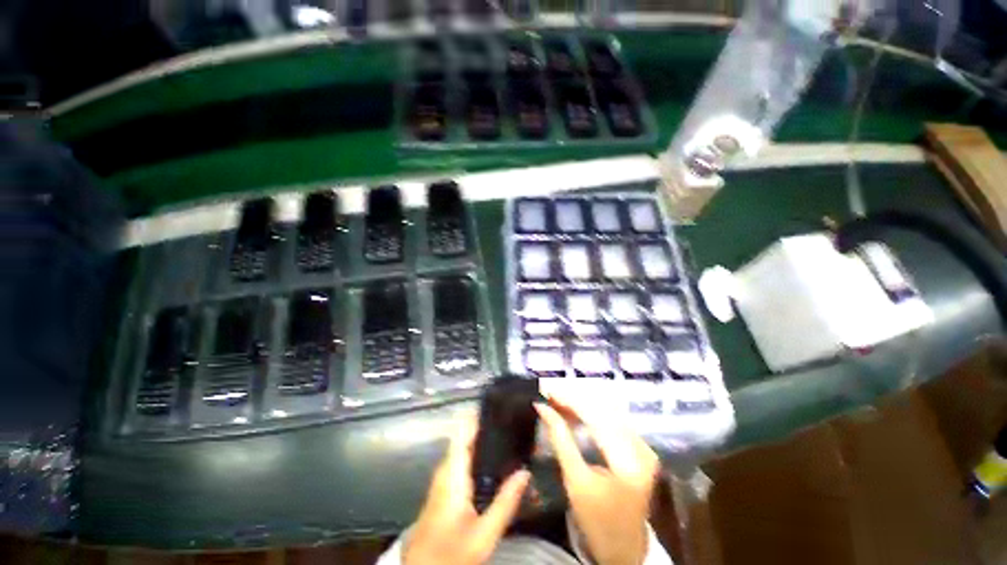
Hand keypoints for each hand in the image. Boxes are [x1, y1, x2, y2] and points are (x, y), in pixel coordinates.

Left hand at [404, 417, 530, 564]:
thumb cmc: (451, 554)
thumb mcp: (484, 534)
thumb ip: (505, 502)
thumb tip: (525, 472)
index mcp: (453, 473)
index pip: (462, 431)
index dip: (477, 415)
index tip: (496, 405)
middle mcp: (445, 469)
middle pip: (465, 437)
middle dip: (486, 427)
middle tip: (511, 421)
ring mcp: (443, 478)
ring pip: (463, 448)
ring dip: (483, 440)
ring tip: (508, 436)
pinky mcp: (444, 487)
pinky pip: (462, 460)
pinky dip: (478, 454)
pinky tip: (494, 462)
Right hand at [535, 395, 659, 564]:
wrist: (626, 548)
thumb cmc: (597, 521)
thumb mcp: (575, 481)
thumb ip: (560, 439)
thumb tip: (543, 408)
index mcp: (628, 462)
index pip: (596, 417)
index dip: (569, 400)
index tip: (547, 390)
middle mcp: (642, 447)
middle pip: (604, 410)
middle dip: (574, 398)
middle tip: (549, 392)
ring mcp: (644, 446)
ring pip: (608, 411)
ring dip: (581, 403)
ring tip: (557, 398)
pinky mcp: (640, 446)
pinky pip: (613, 419)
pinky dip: (591, 412)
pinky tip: (574, 409)